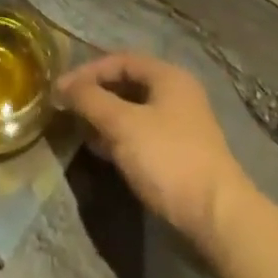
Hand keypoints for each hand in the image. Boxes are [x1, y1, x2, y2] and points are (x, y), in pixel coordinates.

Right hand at [56, 52, 252, 254]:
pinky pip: (141, 134)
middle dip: (95, 95)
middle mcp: (177, 94)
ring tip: (80, 131)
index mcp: (168, 76)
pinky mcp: (179, 155)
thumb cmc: (168, 159)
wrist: (216, 218)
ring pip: (133, 111)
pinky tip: (102, 150)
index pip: (120, 60)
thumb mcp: (122, 124)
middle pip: (127, 84)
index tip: (61, 90)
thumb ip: (90, 99)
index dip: (88, 72)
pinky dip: (119, 137)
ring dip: (105, 118)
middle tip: (68, 109)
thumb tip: (62, 86)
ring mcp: (180, 126)